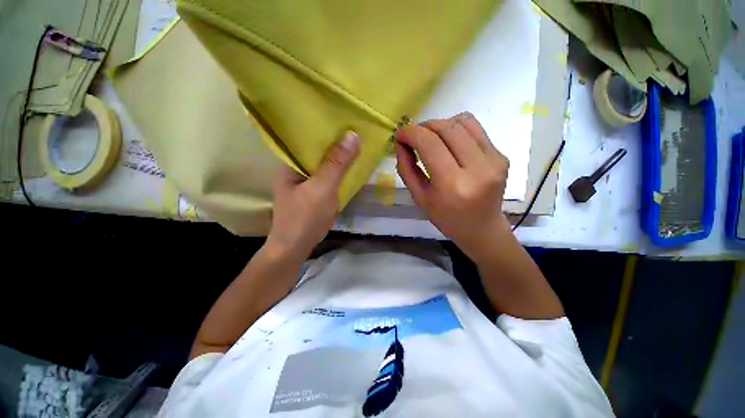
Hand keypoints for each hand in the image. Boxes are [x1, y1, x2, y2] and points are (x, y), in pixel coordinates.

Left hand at [267, 131, 359, 260]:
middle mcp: (295, 169)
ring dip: (338, 157)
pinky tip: (350, 167)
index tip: (345, 118)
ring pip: (324, 164)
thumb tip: (353, 135)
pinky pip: (327, 177)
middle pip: (317, 151)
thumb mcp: (322, 188)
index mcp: (290, 163)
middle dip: (335, 143)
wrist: (296, 248)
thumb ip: (337, 163)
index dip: (326, 129)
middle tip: (356, 129)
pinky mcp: (313, 192)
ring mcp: (305, 182)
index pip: (307, 138)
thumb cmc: (305, 217)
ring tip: (356, 143)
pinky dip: (338, 172)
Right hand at [395, 112, 509, 258]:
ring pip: (462, 121)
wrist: (482, 228)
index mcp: (452, 184)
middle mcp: (477, 168)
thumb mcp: (419, 197)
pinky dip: (456, 129)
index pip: (429, 144)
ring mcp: (494, 159)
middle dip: (424, 126)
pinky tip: (450, 143)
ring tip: (432, 139)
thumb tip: (401, 143)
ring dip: (440, 125)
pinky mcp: (501, 155)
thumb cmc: (446, 217)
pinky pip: (475, 128)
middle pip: (446, 127)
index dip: (411, 133)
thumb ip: (406, 168)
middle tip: (414, 137)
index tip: (400, 134)